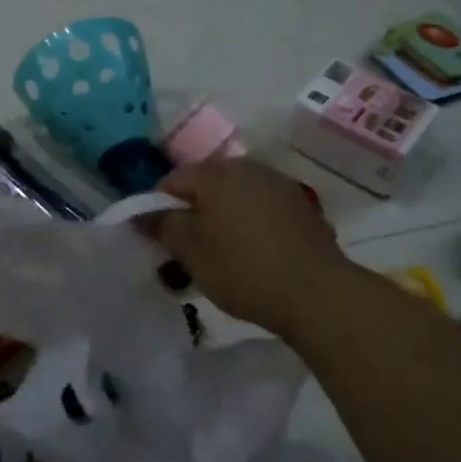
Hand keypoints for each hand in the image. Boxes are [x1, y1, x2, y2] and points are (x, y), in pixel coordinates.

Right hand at [151, 159, 352, 336]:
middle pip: (206, 186)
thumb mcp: (191, 251)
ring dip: (221, 220)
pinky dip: (249, 226)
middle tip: (186, 252)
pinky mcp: (302, 208)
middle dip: (192, 214)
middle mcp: (248, 168)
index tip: (158, 240)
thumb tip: (142, 212)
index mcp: (217, 173)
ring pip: (235, 198)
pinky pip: (261, 211)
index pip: (172, 180)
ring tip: (220, 257)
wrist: (318, 293)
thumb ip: (162, 225)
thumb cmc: (243, 268)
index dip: (158, 208)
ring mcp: (279, 186)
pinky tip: (253, 256)